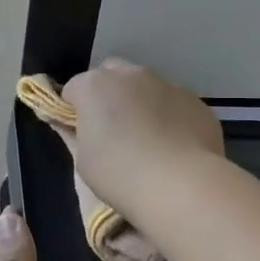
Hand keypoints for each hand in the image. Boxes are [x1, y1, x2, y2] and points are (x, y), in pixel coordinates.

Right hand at [61, 59, 223, 218]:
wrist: (182, 185)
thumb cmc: (119, 174)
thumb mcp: (83, 160)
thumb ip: (74, 134)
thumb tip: (65, 123)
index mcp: (94, 86)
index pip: (73, 89)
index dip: (73, 110)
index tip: (79, 132)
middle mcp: (130, 75)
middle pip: (110, 75)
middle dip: (107, 94)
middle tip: (111, 128)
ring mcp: (166, 84)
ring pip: (145, 86)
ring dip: (139, 102)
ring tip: (146, 138)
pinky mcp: (194, 100)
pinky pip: (173, 102)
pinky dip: (168, 115)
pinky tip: (172, 145)